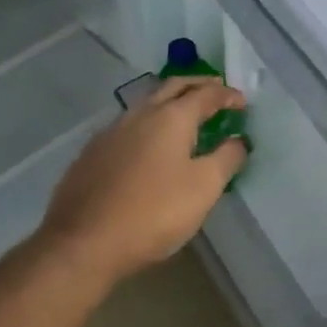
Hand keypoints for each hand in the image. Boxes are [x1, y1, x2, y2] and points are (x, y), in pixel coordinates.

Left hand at [35, 77, 247, 285]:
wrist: (84, 242)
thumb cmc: (154, 212)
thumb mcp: (204, 188)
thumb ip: (226, 159)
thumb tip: (238, 141)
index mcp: (171, 117)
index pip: (205, 94)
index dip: (227, 95)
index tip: (242, 102)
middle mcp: (140, 114)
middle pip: (172, 86)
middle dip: (197, 84)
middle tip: (216, 90)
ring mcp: (111, 132)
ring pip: (146, 103)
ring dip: (170, 100)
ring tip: (185, 113)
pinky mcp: (92, 153)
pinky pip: (128, 125)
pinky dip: (149, 122)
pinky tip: (149, 142)